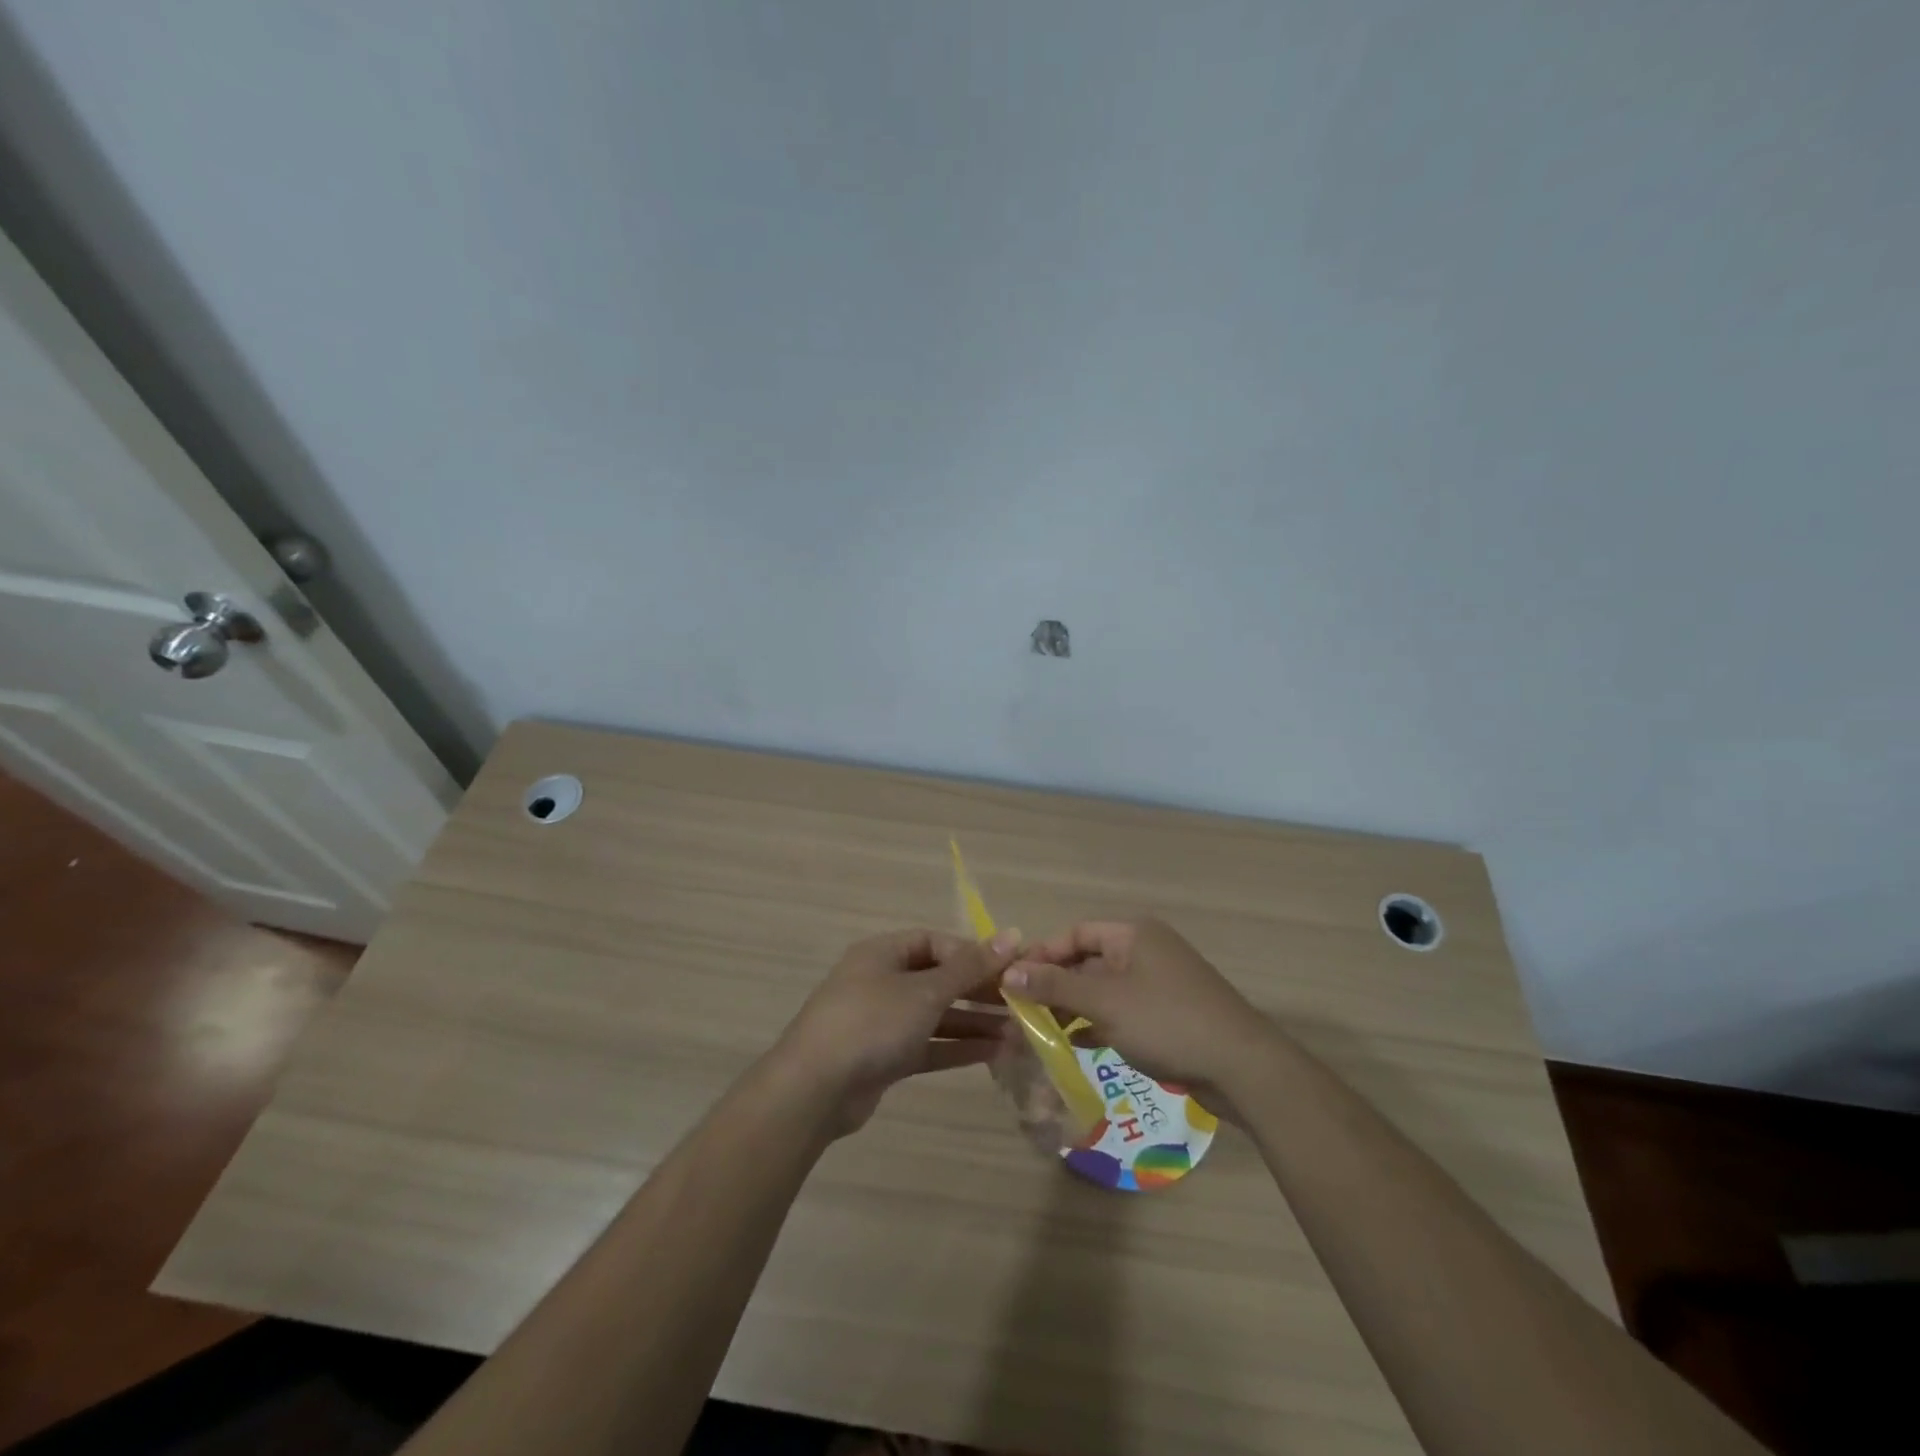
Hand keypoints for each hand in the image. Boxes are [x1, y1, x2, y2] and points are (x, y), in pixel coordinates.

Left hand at [771, 928, 1018, 1136]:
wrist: (815, 1089)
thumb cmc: (872, 1023)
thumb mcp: (925, 991)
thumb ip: (970, 967)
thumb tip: (1013, 935)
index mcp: (883, 953)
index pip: (935, 942)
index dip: (972, 953)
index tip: (1007, 970)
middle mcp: (882, 981)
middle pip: (938, 979)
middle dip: (978, 991)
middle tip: (1020, 1003)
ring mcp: (882, 1021)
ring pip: (936, 1015)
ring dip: (973, 1022)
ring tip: (1016, 1032)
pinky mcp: (884, 1057)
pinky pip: (928, 1044)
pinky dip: (957, 1047)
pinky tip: (993, 1053)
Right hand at [1003, 919, 1272, 1108]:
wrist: (1242, 1067)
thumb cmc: (1167, 1022)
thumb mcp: (1104, 1002)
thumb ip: (1055, 986)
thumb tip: (1008, 973)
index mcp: (1133, 933)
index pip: (1075, 933)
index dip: (1043, 954)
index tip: (1013, 981)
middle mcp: (1146, 950)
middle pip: (1088, 959)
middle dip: (1056, 984)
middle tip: (1024, 1010)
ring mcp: (1159, 982)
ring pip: (1104, 988)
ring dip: (1074, 1006)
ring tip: (1043, 1030)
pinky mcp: (1168, 1013)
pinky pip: (1122, 1009)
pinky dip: (1098, 1022)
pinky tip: (1077, 1044)